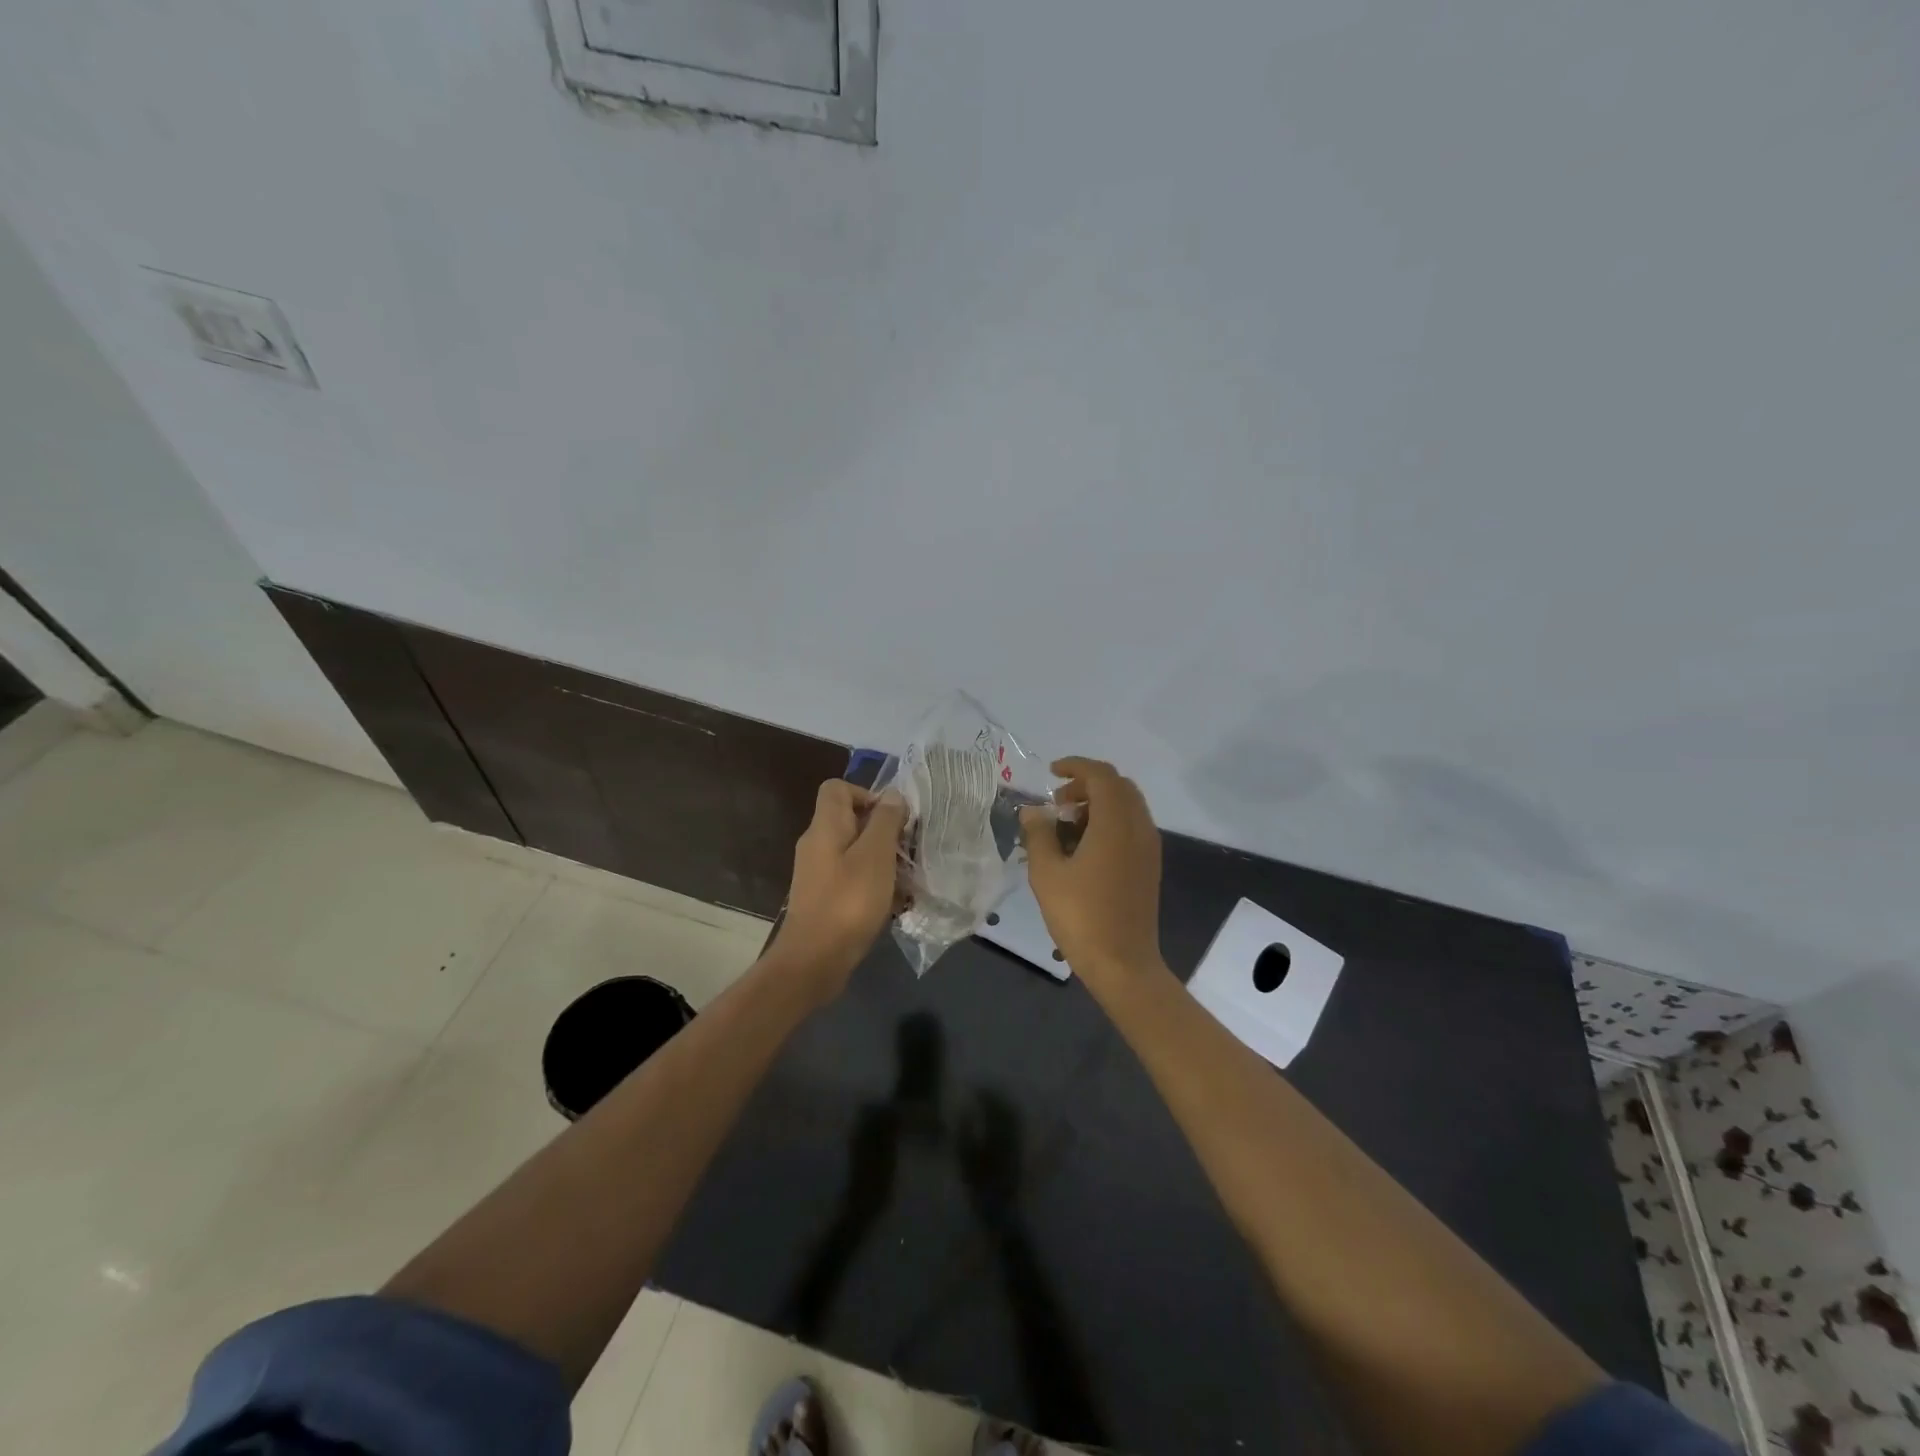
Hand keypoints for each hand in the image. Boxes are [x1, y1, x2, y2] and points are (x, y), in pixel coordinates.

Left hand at [774, 781, 907, 998]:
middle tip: (907, 850)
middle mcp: (816, 844)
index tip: (894, 818)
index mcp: (825, 827)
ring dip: (881, 860)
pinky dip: (872, 884)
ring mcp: (818, 873)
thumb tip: (892, 794)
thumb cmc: (848, 902)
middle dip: (882, 830)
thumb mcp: (875, 856)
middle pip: (850, 820)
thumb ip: (885, 821)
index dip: (867, 794)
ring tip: (906, 878)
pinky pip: (852, 878)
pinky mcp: (823, 898)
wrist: (813, 961)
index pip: (837, 788)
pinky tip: (893, 903)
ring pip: (854, 851)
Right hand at [1020, 758, 1164, 989]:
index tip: (1050, 773)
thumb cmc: (1081, 915)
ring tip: (1066, 826)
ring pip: (1127, 806)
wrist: (1123, 963)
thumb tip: (1032, 811)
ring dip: (1098, 804)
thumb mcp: (1047, 873)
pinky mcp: (1149, 865)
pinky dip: (1109, 822)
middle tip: (1057, 803)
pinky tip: (1084, 847)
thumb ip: (1038, 834)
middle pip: (1118, 786)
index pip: (1101, 775)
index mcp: (1116, 823)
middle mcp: (1139, 827)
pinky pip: (1131, 826)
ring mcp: (1149, 847)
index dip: (1075, 766)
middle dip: (1087, 784)